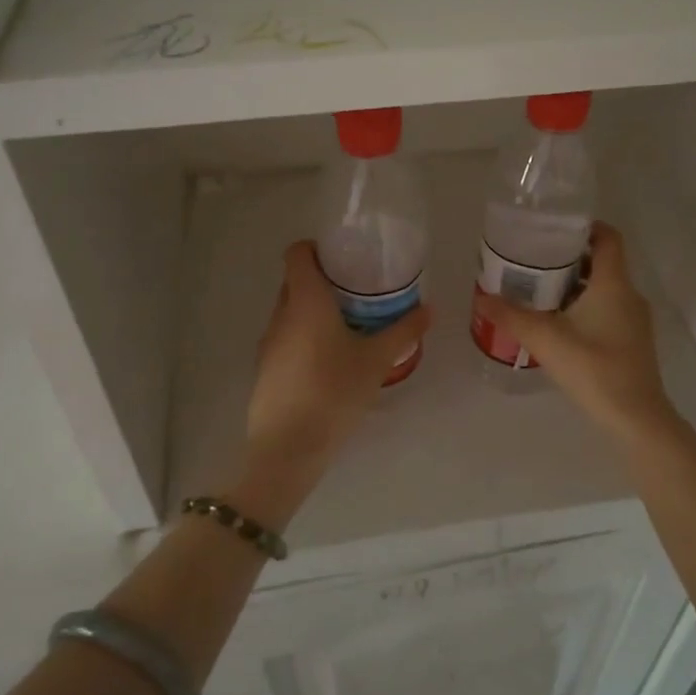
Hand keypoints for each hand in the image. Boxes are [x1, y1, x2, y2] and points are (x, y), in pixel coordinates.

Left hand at [244, 241, 431, 496]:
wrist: (288, 447)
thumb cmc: (334, 391)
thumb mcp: (376, 360)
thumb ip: (404, 330)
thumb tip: (429, 308)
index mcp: (305, 300)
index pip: (297, 253)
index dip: (316, 248)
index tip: (344, 258)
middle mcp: (281, 313)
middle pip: (294, 281)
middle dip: (322, 280)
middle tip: (356, 291)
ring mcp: (269, 342)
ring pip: (290, 311)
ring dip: (313, 311)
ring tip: (348, 325)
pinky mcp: (265, 368)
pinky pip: (286, 338)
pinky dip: (305, 337)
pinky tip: (330, 360)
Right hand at [473, 223, 678, 442]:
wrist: (636, 418)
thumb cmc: (594, 369)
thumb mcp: (545, 340)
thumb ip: (511, 316)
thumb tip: (481, 298)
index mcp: (614, 284)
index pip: (608, 237)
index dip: (585, 226)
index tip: (554, 228)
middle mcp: (629, 295)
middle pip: (602, 262)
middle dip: (569, 258)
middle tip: (534, 260)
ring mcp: (634, 320)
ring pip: (604, 288)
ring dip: (575, 285)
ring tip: (539, 291)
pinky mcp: (632, 341)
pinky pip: (607, 309)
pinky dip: (584, 306)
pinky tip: (558, 323)